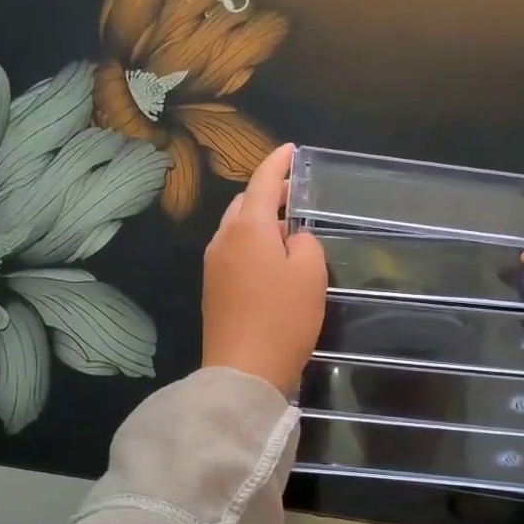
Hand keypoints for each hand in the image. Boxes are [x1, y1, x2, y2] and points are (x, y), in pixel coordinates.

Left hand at [202, 142, 327, 394]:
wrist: (244, 372)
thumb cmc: (282, 317)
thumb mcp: (310, 273)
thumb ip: (305, 243)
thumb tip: (291, 240)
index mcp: (247, 228)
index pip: (261, 182)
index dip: (278, 163)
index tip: (291, 150)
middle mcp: (223, 240)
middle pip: (244, 204)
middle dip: (267, 194)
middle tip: (295, 195)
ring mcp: (214, 266)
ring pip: (237, 230)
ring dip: (260, 223)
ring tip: (288, 231)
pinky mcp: (213, 291)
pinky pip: (234, 253)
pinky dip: (253, 246)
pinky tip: (272, 262)